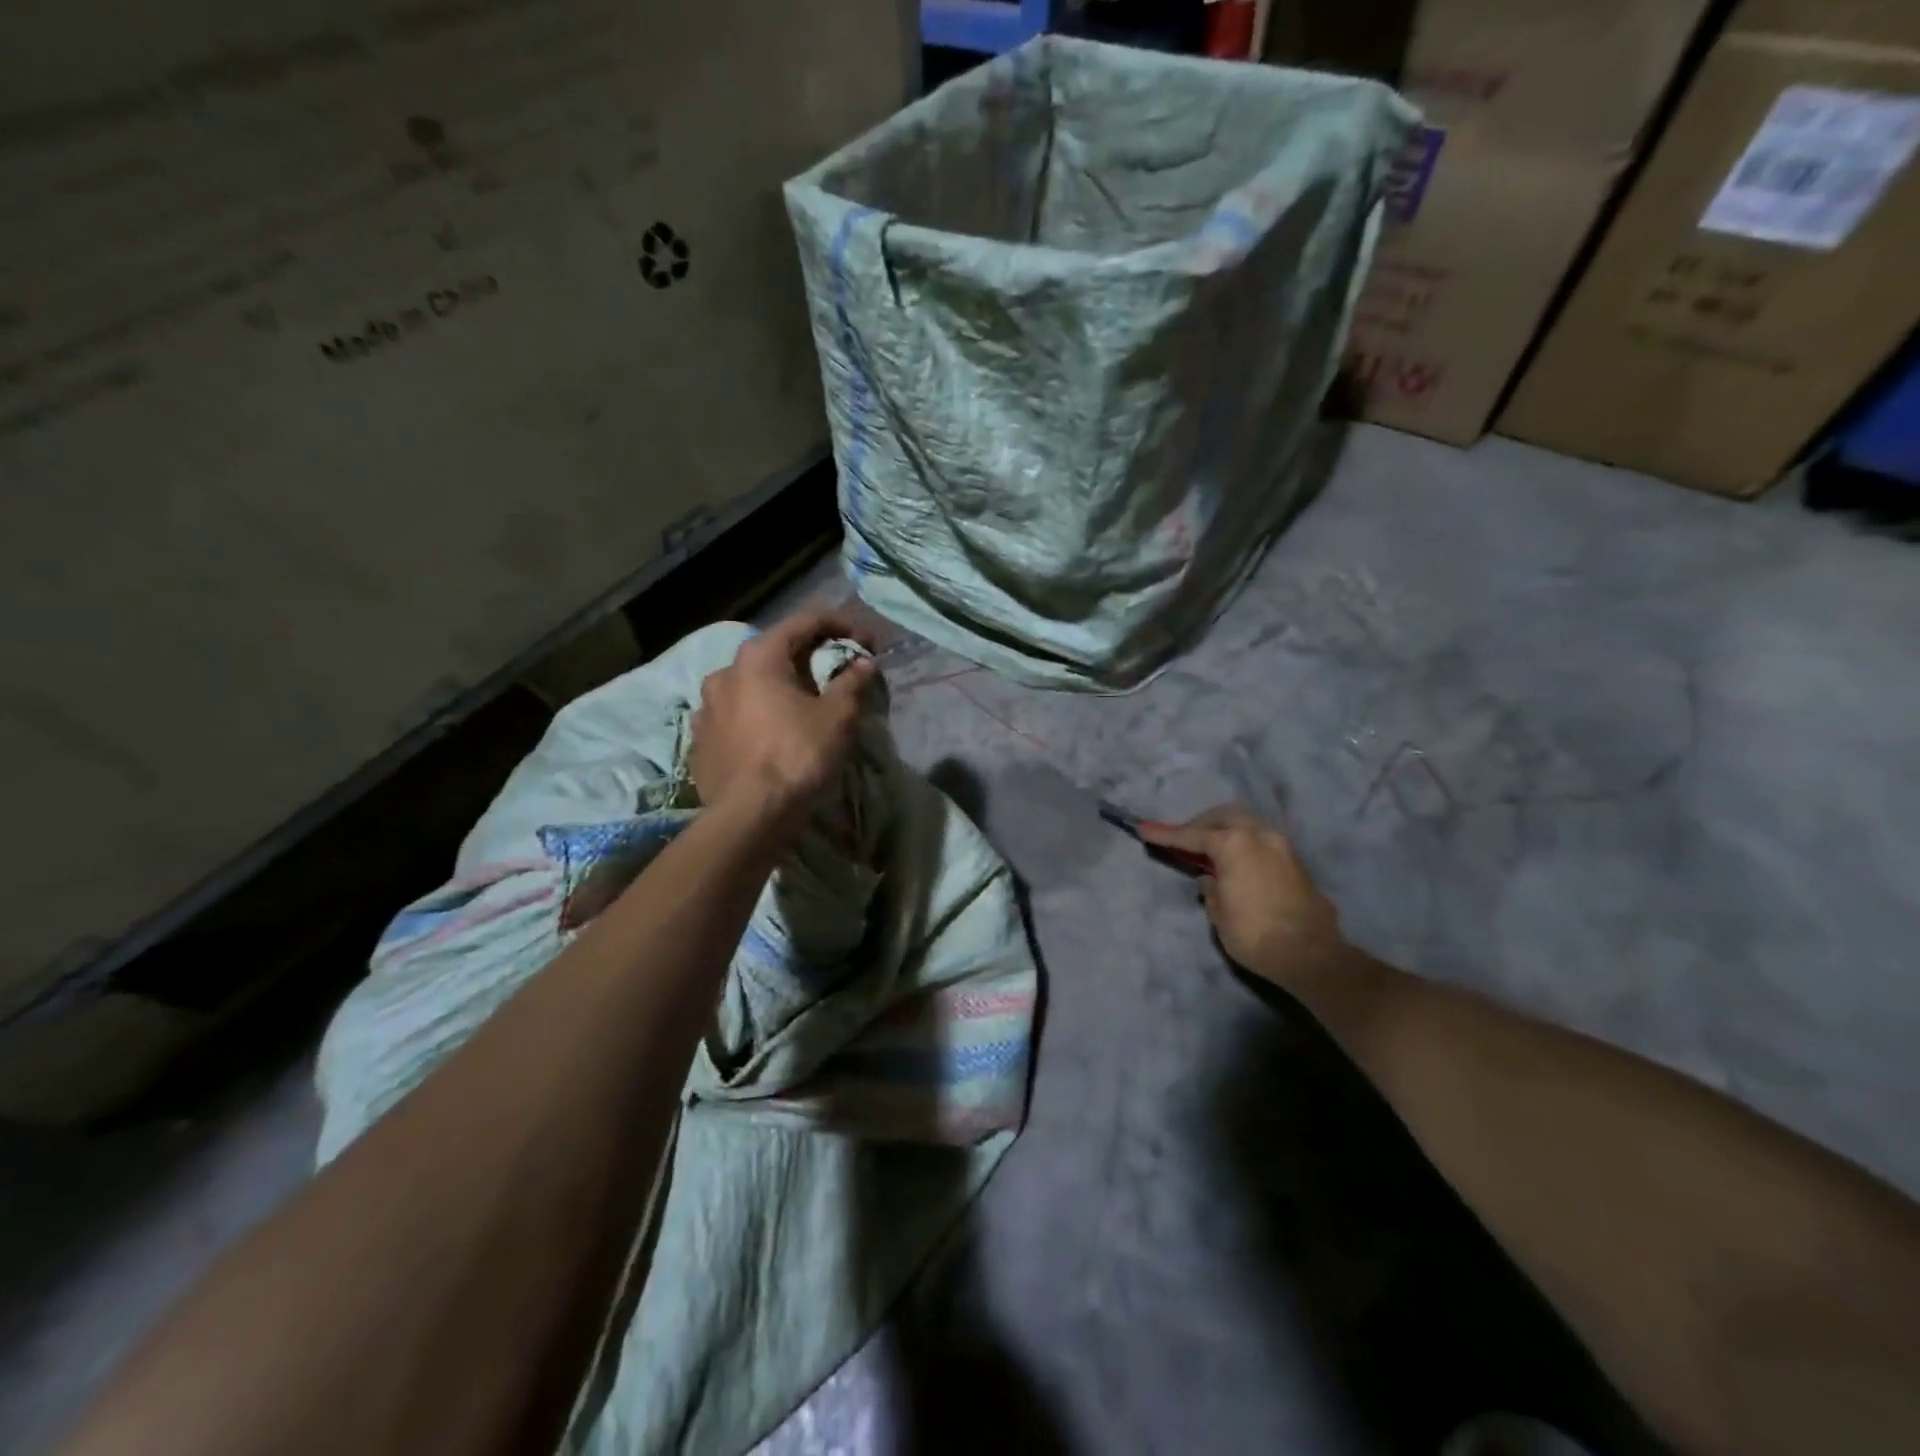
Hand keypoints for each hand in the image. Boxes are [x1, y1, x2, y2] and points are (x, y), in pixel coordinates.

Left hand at [689, 611, 876, 835]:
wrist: (749, 816)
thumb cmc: (797, 756)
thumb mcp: (838, 717)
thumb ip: (852, 682)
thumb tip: (864, 663)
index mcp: (758, 657)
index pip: (806, 622)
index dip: (842, 626)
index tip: (867, 642)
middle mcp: (725, 672)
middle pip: (775, 653)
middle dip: (809, 659)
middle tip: (837, 675)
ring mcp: (706, 707)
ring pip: (751, 686)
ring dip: (779, 688)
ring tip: (802, 707)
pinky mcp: (701, 740)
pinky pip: (736, 717)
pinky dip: (758, 717)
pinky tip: (772, 734)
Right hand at [1138, 805, 1345, 986]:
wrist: (1312, 956)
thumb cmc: (1256, 935)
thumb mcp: (1220, 914)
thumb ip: (1211, 889)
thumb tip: (1211, 878)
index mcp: (1234, 844)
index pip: (1191, 836)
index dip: (1165, 834)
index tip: (1143, 828)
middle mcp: (1259, 835)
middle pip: (1223, 817)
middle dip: (1200, 825)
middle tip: (1183, 840)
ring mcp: (1281, 846)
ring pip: (1246, 824)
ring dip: (1225, 831)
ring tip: (1210, 850)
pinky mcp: (1295, 861)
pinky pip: (1261, 840)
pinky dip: (1243, 843)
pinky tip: (1235, 862)